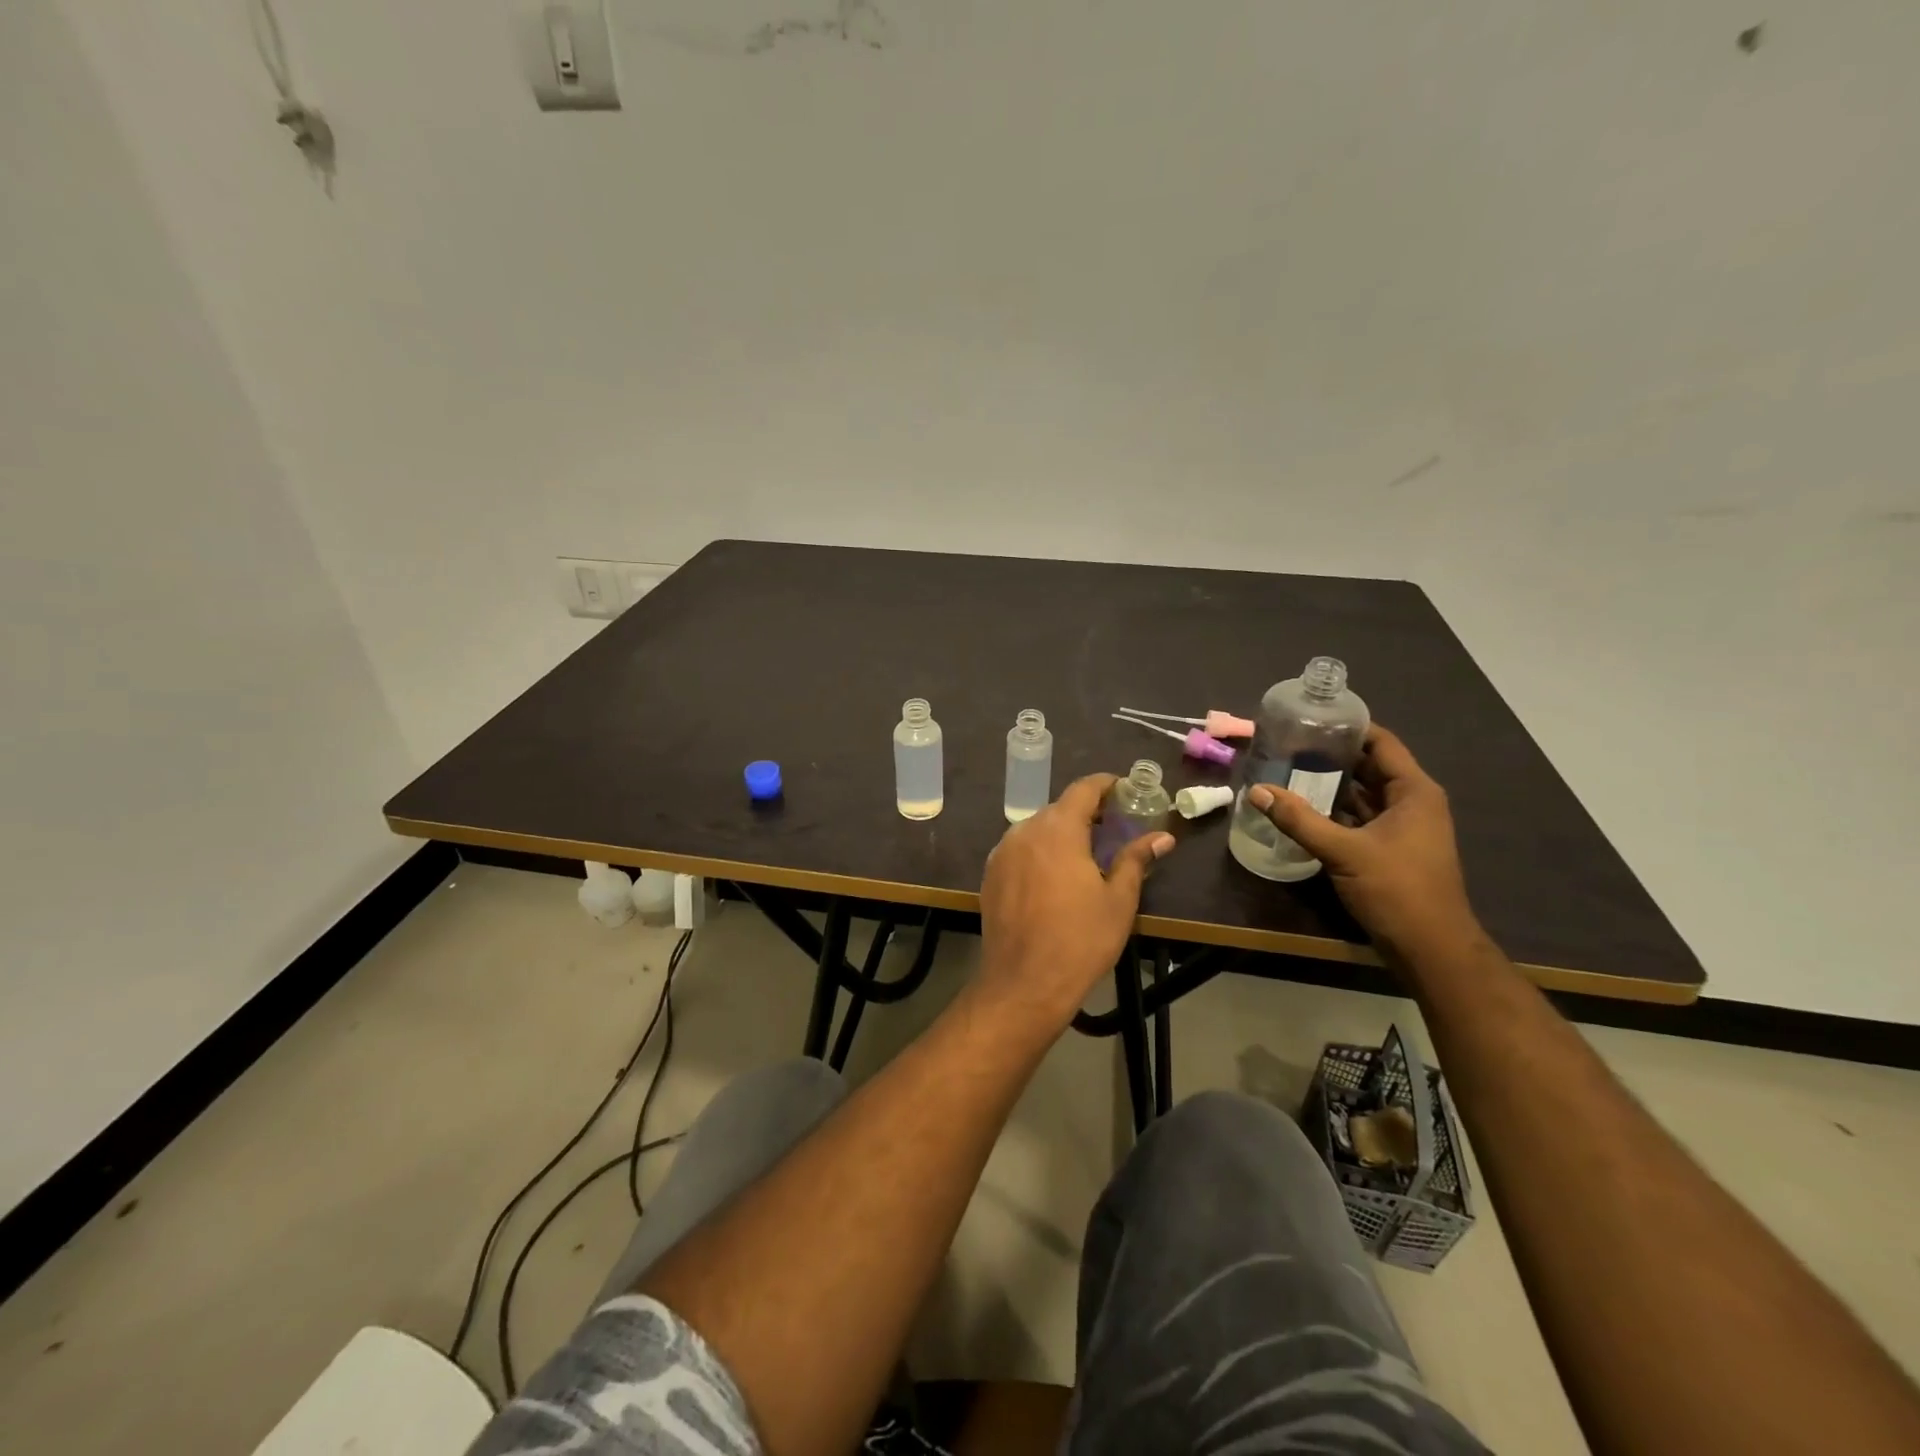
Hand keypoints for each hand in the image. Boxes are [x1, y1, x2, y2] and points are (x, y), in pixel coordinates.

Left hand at [978, 773, 1173, 1024]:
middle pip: (1058, 809)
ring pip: (1036, 830)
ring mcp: (1002, 853)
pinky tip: (1055, 877)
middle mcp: (1024, 831)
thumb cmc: (1080, 940)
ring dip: (1061, 833)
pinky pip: (1020, 851)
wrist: (1023, 983)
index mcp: (1057, 829)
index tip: (1125, 790)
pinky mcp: (990, 875)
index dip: (1106, 785)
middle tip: (1113, 828)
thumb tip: (1163, 837)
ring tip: (1086, 854)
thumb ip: (1135, 860)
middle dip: (1086, 813)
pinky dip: (1040, 853)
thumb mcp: (1118, 900)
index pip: (1083, 789)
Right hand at [1247, 725, 1478, 958]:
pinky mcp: (1391, 849)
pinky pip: (1360, 817)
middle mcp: (1412, 803)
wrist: (1430, 949)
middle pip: (1370, 766)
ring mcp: (1403, 828)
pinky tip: (1303, 807)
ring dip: (1331, 784)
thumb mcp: (1343, 851)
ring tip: (1289, 770)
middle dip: (1332, 755)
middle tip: (1289, 744)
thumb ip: (1299, 819)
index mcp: (1414, 792)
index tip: (1311, 718)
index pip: (1382, 743)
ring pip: (1363, 794)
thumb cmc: (1397, 889)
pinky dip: (1336, 810)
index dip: (1349, 728)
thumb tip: (1257, 791)